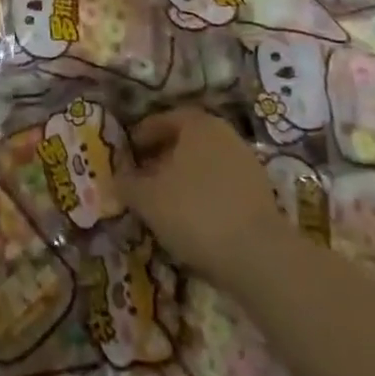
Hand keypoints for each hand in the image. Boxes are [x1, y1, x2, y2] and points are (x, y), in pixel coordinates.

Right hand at [119, 108, 287, 287]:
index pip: (164, 119)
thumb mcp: (147, 198)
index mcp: (198, 124)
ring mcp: (246, 164)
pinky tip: (191, 219)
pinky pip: (222, 186)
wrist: (259, 256)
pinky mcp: (260, 195)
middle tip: (142, 177)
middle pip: (187, 141)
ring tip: (163, 202)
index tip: (128, 153)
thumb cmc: (195, 211)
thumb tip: (114, 179)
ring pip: (205, 164)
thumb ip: (126, 184)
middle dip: (162, 157)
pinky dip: (203, 196)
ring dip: (183, 178)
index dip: (142, 135)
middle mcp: (225, 136)